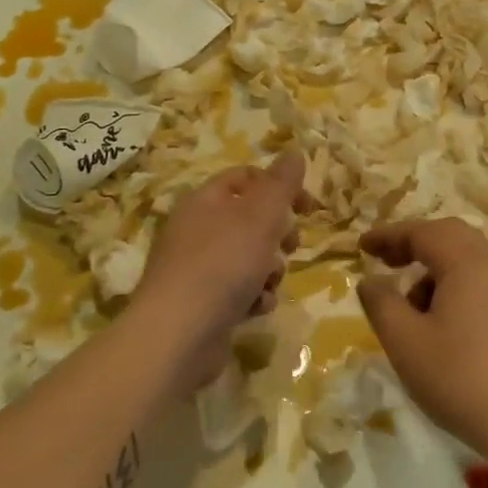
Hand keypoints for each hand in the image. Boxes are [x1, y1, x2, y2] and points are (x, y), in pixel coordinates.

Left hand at [134, 152, 305, 392]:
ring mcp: (196, 268)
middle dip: (278, 234)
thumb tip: (294, 152)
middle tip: (291, 245)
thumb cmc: (223, 264)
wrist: (178, 335)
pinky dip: (253, 297)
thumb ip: (281, 184)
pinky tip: (256, 308)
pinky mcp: (201, 303)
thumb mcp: (260, 216)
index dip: (281, 187)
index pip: (247, 177)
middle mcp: (197, 229)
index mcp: (205, 200)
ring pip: (248, 257)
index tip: (308, 208)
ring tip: (269, 283)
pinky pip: (237, 290)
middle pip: (249, 219)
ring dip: (269, 270)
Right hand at [358, 218, 487, 464]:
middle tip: (386, 261)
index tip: (361, 246)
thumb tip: (370, 280)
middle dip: (414, 244)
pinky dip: (453, 288)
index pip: (422, 232)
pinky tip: (441, 326)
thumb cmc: (462, 378)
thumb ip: (382, 304)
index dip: (388, 235)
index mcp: (467, 263)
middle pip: (450, 236)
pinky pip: (480, 284)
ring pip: (467, 261)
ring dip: (433, 271)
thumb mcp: (406, 342)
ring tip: (410, 308)